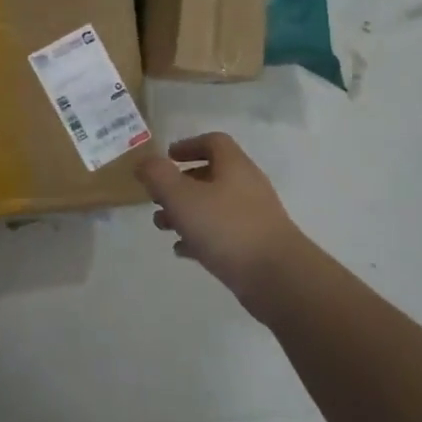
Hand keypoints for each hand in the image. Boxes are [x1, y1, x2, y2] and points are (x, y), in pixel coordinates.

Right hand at [137, 133, 304, 316]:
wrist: (277, 278)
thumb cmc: (226, 228)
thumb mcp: (181, 197)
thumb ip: (158, 175)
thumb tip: (144, 162)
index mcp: (234, 167)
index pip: (213, 142)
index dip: (188, 145)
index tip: (167, 158)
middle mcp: (246, 186)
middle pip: (211, 175)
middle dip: (180, 184)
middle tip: (156, 197)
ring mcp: (253, 218)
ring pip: (213, 206)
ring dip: (186, 212)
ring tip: (162, 226)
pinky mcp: (254, 246)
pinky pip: (222, 234)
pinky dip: (199, 237)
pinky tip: (182, 250)